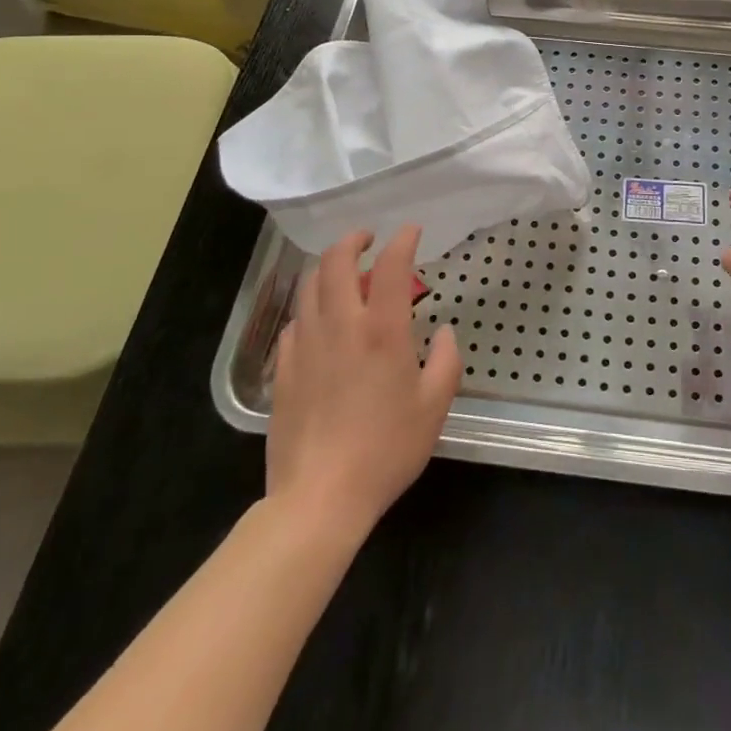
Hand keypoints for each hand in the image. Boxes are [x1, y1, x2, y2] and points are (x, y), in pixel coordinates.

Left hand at [264, 226, 461, 541]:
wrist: (319, 498)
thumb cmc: (385, 450)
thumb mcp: (434, 407)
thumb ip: (447, 361)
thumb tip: (446, 332)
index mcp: (382, 330)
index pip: (391, 265)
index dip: (403, 240)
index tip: (411, 231)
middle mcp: (341, 325)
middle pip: (337, 260)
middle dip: (353, 240)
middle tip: (368, 240)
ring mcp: (306, 345)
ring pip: (309, 285)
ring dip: (328, 268)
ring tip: (344, 274)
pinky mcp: (283, 368)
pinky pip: (294, 322)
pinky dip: (310, 308)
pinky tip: (320, 323)